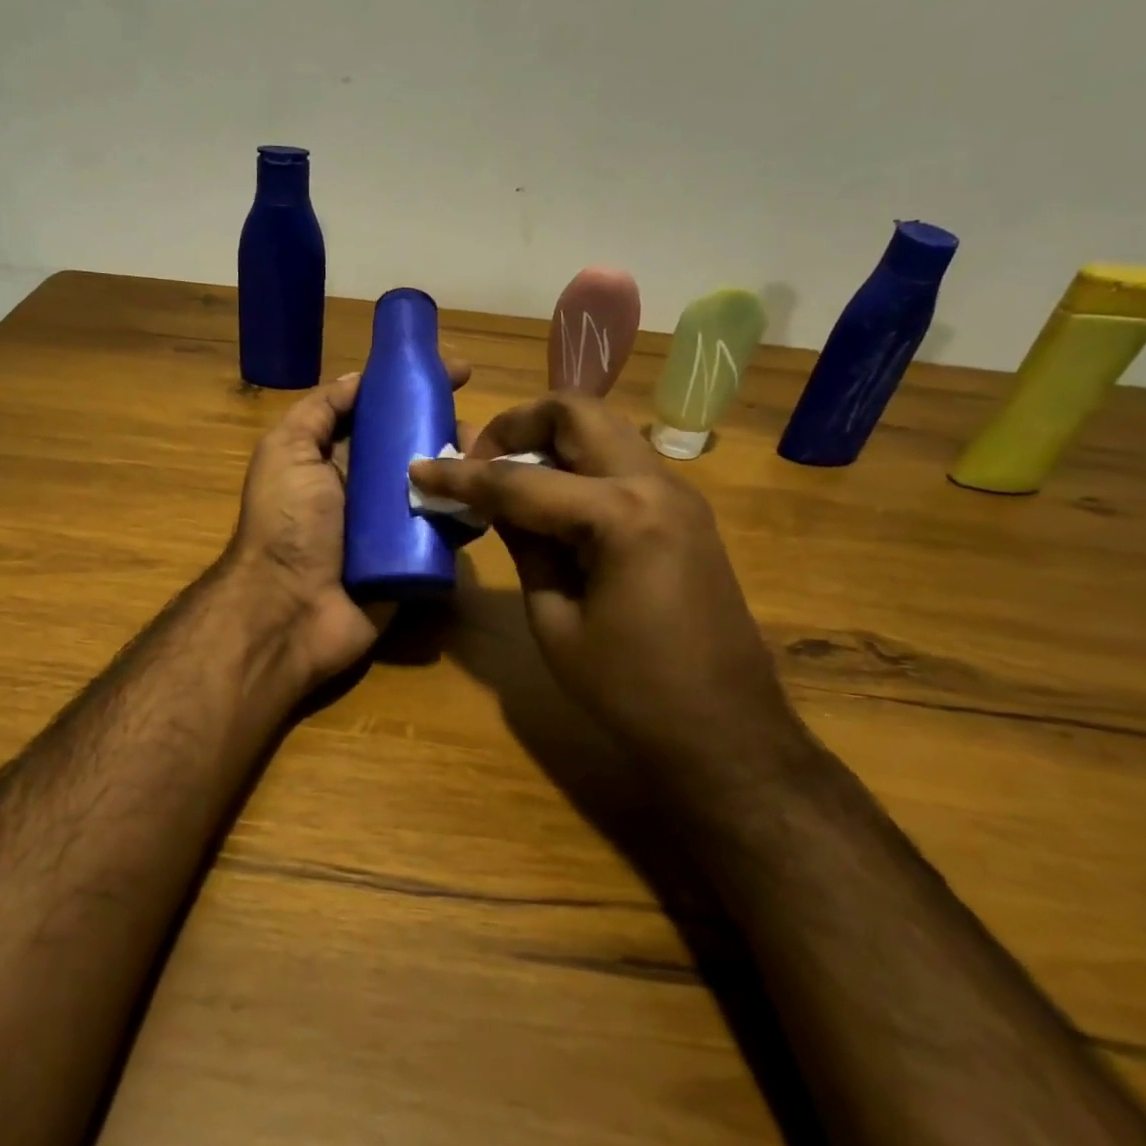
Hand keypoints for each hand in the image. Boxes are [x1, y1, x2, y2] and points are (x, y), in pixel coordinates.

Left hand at [226, 358, 471, 687]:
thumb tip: (361, 378)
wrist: (289, 611)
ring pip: (440, 486)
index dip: (416, 388)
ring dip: (467, 469)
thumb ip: (319, 411)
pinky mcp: (414, 560)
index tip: (458, 371)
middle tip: (481, 428)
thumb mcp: (287, 451)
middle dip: (450, 428)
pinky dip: (470, 514)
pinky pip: (448, 531)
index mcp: (336, 458)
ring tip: (491, 460)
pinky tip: (492, 499)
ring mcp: (393, 526)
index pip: (383, 412)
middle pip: (417, 446)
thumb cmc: (286, 523)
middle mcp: (367, 487)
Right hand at [409, 393, 803, 787]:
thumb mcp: (554, 620)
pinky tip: (549, 503)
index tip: (419, 468)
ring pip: (602, 429)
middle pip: (576, 412)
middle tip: (478, 460)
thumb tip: (492, 502)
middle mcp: (655, 484)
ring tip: (507, 479)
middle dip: (516, 424)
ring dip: (549, 440)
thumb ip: (524, 545)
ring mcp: (677, 494)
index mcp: (620, 516)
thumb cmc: (630, 690)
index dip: (461, 476)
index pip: (520, 480)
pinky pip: (621, 462)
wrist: (726, 733)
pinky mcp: (684, 512)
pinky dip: (578, 464)